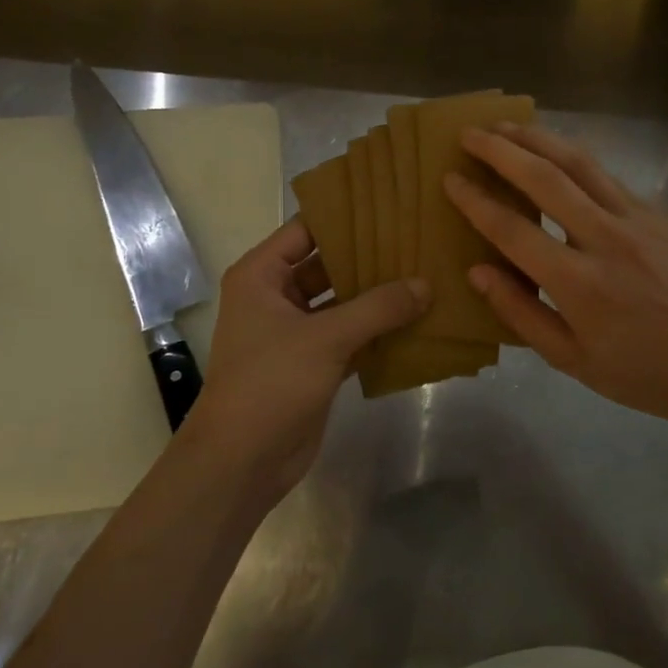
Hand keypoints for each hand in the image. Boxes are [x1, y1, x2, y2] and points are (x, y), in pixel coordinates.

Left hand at [185, 219, 426, 500]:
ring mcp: (295, 332)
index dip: (346, 216)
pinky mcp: (314, 363)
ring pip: (342, 301)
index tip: (390, 206)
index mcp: (262, 275)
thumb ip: (378, 308)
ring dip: (378, 295)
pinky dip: (378, 330)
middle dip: (370, 256)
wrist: (241, 461)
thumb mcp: (326, 337)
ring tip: (425, 274)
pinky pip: (351, 335)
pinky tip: (417, 320)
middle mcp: (276, 296)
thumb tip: (426, 284)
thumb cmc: (271, 382)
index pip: (307, 229)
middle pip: (328, 264)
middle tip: (417, 240)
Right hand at [443, 123, 667, 439]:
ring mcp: (636, 219)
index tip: (450, 179)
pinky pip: (606, 174)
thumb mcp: (572, 360)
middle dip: (502, 150)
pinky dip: (574, 156)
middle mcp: (605, 238)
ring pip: (579, 163)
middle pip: (545, 178)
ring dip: (538, 139)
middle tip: (470, 133)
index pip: (513, 230)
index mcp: (578, 284)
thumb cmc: (641, 372)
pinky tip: (556, 151)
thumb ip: (521, 314)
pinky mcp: (657, 212)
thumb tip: (478, 272)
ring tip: (506, 125)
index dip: (476, 201)